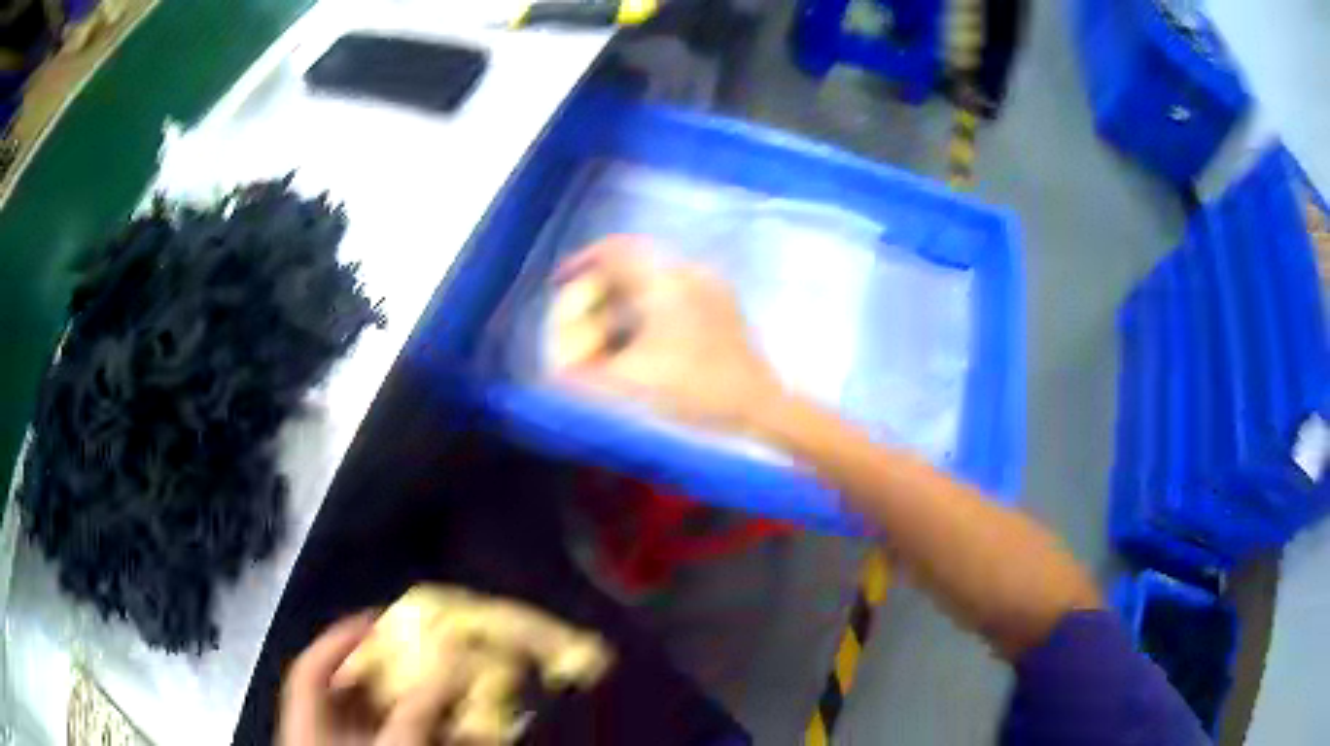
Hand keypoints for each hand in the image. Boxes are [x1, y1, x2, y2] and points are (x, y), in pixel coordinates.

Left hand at [277, 615, 463, 745]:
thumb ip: (418, 709)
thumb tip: (451, 661)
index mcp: (308, 724)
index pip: (312, 669)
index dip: (339, 641)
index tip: (377, 622)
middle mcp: (326, 736)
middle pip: (349, 691)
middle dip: (389, 671)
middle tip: (423, 654)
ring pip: (379, 719)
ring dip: (416, 704)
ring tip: (448, 690)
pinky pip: (402, 740)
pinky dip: (428, 732)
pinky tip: (458, 732)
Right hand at [553, 236, 782, 431]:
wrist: (759, 405)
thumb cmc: (697, 389)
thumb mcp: (633, 381)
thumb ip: (588, 373)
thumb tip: (557, 371)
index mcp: (665, 281)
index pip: (615, 250)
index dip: (582, 261)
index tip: (561, 281)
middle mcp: (688, 274)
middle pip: (632, 264)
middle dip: (600, 285)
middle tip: (581, 312)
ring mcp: (710, 288)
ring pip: (653, 279)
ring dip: (624, 297)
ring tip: (605, 327)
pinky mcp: (722, 307)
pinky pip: (673, 293)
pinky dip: (647, 307)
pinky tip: (640, 336)